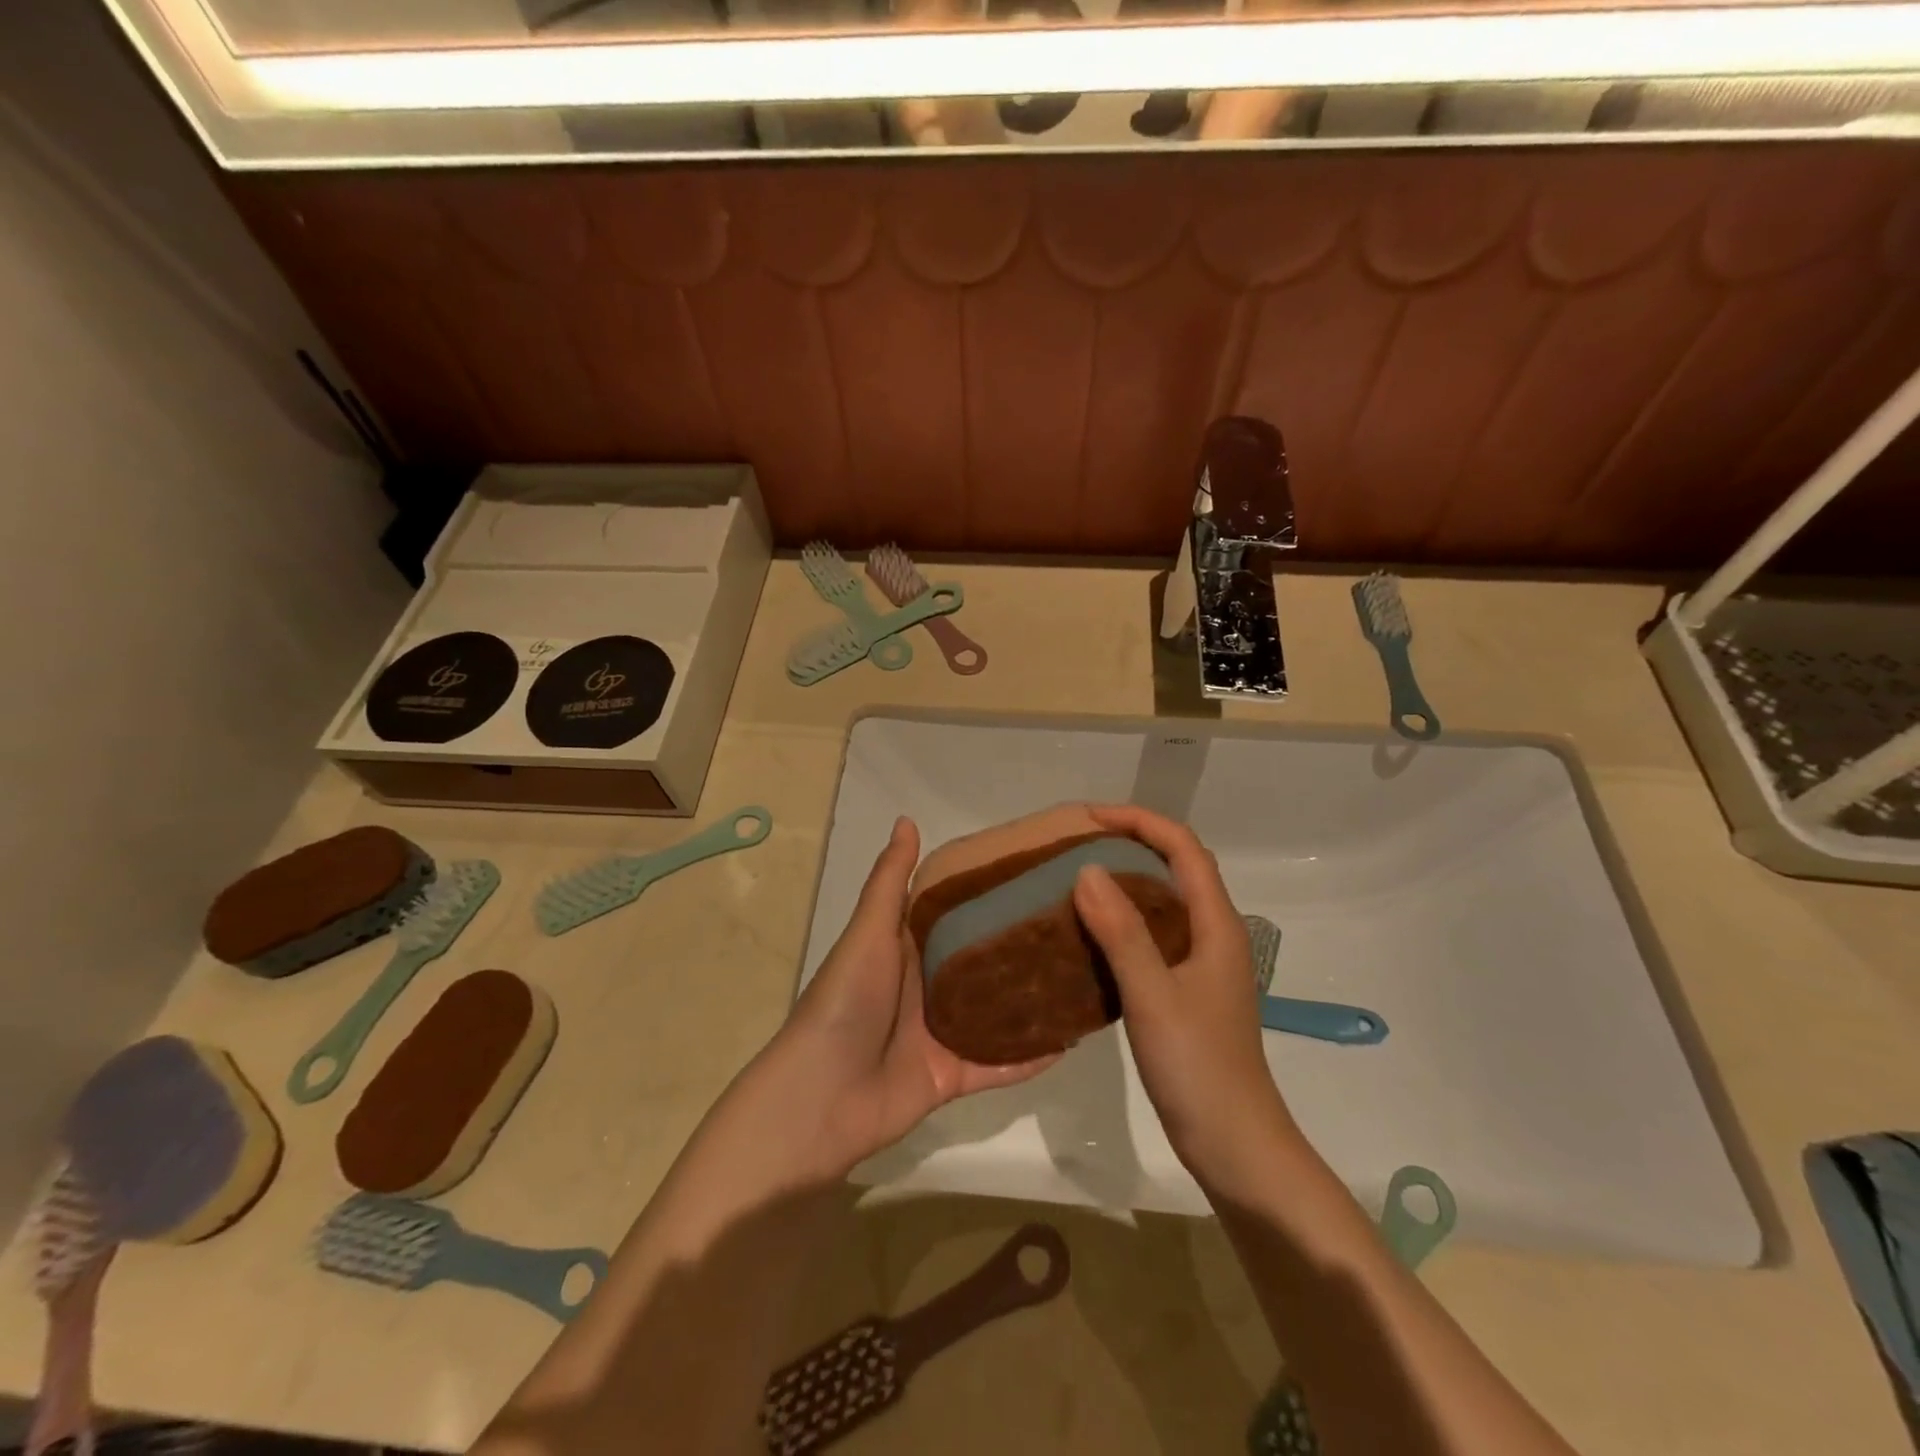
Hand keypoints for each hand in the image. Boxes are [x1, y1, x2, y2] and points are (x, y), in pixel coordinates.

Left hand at [769, 817, 1056, 1178]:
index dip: (988, 893)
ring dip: (1032, 999)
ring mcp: (940, 1034)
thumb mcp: (869, 933)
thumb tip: (907, 819)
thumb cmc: (846, 1002)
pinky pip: (999, 1065)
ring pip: (996, 1012)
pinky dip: (1030, 1057)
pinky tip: (1071, 1038)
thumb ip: (891, 882)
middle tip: (1077, 921)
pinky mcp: (952, 1077)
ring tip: (1083, 975)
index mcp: (905, 948)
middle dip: (1020, 945)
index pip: (954, 913)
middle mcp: (926, 986)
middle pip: (981, 961)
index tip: (1035, 871)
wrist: (819, 1099)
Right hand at [1071, 804, 1300, 1190]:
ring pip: (1165, 899)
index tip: (1089, 817)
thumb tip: (1086, 869)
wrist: (1235, 1144)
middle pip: (1178, 866)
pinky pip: (1154, 932)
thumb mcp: (1153, 996)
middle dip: (1132, 840)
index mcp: (1217, 925)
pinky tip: (1091, 931)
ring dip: (1127, 877)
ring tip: (1077, 875)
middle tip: (1076, 841)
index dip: (1140, 821)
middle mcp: (1214, 933)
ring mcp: (1202, 962)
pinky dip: (1124, 917)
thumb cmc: (1199, 1068)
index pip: (1183, 848)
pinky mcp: (1188, 988)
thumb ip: (1122, 932)